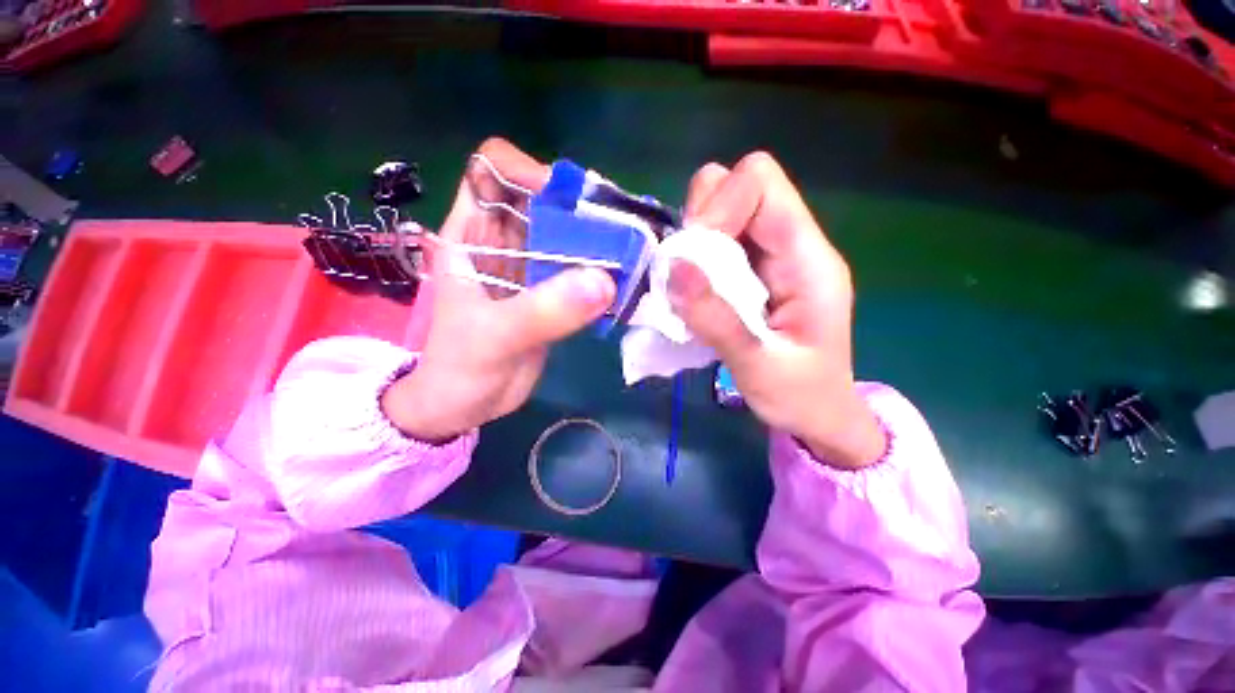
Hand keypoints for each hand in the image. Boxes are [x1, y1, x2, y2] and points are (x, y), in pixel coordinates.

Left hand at [381, 139, 615, 441]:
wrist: (463, 406)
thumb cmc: (459, 368)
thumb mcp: (493, 337)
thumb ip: (543, 311)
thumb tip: (604, 281)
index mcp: (471, 235)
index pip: (490, 171)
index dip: (525, 172)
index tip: (563, 202)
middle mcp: (502, 243)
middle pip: (541, 201)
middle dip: (578, 208)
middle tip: (618, 231)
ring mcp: (529, 269)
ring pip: (565, 235)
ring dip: (597, 241)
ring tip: (629, 254)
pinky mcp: (550, 294)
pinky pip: (578, 271)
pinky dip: (601, 272)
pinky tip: (622, 282)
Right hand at [670, 153, 885, 468]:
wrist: (818, 415)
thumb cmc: (800, 397)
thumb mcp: (758, 367)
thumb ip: (717, 319)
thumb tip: (674, 267)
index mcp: (808, 260)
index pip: (761, 183)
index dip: (718, 207)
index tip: (692, 259)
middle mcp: (791, 245)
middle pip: (739, 185)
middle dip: (702, 218)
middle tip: (687, 269)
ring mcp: (771, 257)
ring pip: (722, 210)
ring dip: (694, 240)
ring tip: (688, 284)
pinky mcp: (753, 272)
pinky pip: (717, 243)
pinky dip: (694, 259)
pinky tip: (692, 292)